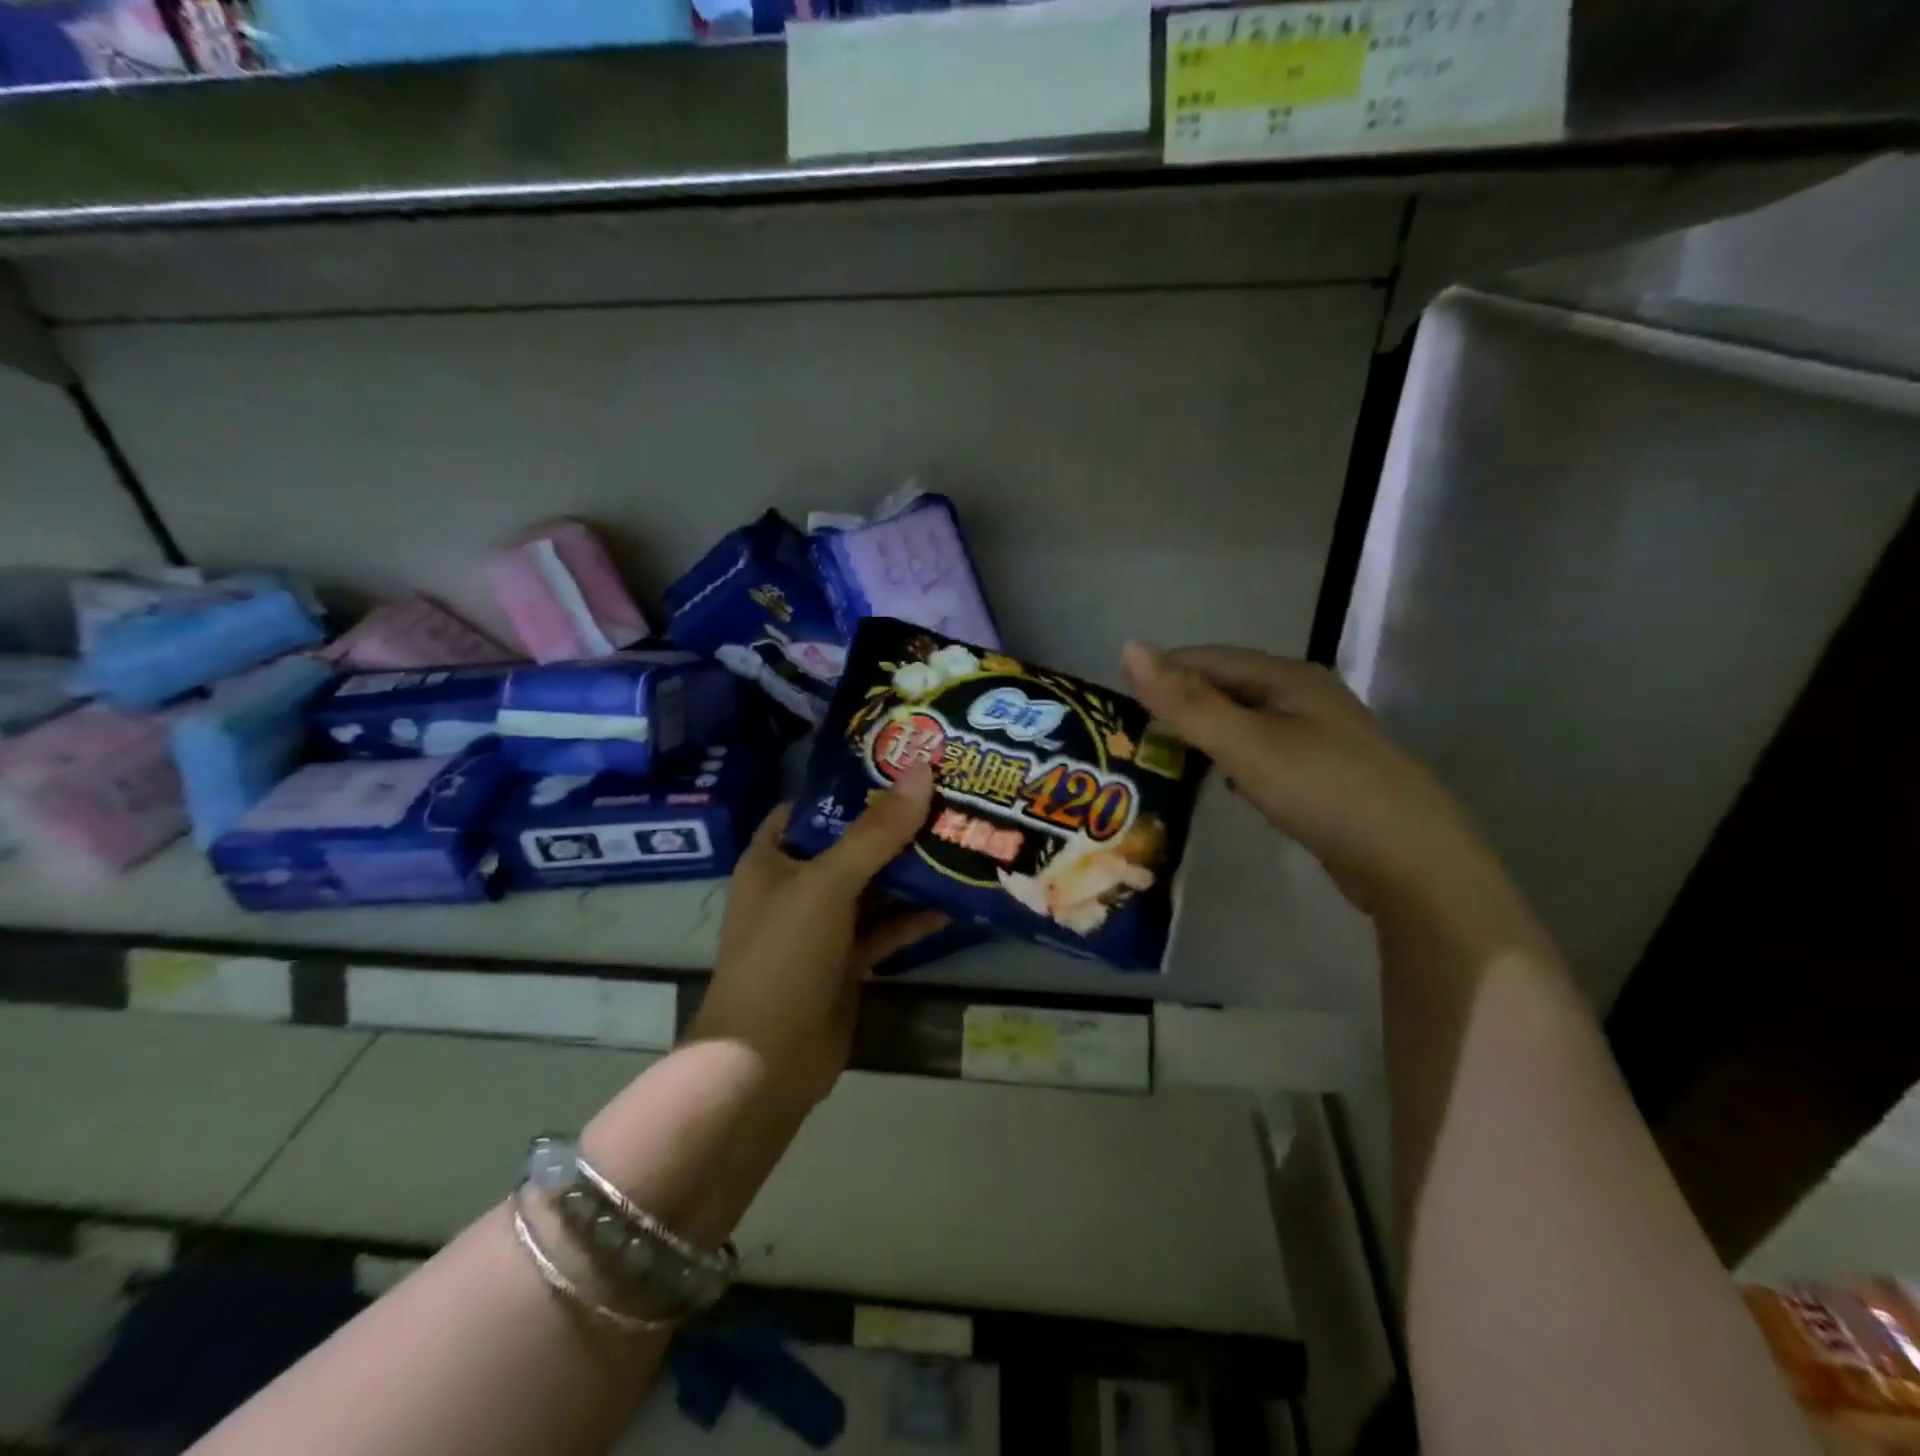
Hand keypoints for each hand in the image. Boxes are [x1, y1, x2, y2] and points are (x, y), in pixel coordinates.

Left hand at [689, 764, 948, 1103]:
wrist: (767, 1062)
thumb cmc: (784, 956)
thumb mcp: (828, 884)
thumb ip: (876, 832)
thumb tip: (920, 771)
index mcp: (774, 858)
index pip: (813, 807)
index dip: (852, 786)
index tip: (902, 767)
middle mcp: (796, 886)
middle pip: (851, 845)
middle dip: (895, 827)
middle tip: (947, 798)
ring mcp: (822, 926)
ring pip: (873, 887)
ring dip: (911, 872)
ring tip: (960, 840)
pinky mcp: (846, 961)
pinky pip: (885, 928)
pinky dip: (914, 917)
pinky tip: (954, 903)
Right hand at [1122, 643, 1499, 919]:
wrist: (1411, 862)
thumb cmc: (1321, 790)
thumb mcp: (1245, 743)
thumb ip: (1185, 701)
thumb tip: (1129, 647)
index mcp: (1288, 675)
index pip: (1208, 658)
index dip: (1162, 673)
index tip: (1118, 703)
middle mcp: (1305, 695)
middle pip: (1228, 687)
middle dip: (1181, 705)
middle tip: (1134, 736)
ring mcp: (1319, 734)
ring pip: (1245, 721)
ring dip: (1205, 734)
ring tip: (1164, 758)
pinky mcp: (1324, 772)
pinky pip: (1263, 751)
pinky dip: (1233, 760)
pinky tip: (1219, 782)